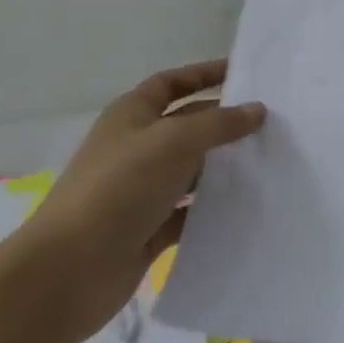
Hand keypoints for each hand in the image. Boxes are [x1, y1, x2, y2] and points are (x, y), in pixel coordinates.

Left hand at [9, 61, 265, 342]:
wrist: (71, 268)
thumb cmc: (119, 188)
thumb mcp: (173, 142)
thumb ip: (219, 124)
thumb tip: (258, 110)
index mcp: (131, 116)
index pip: (171, 83)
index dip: (204, 74)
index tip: (244, 74)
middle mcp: (136, 148)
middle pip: (187, 126)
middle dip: (224, 123)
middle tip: (272, 124)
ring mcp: (141, 190)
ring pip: (192, 170)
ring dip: (224, 167)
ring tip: (269, 163)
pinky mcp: (149, 228)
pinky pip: (190, 211)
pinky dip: (214, 208)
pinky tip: (247, 206)